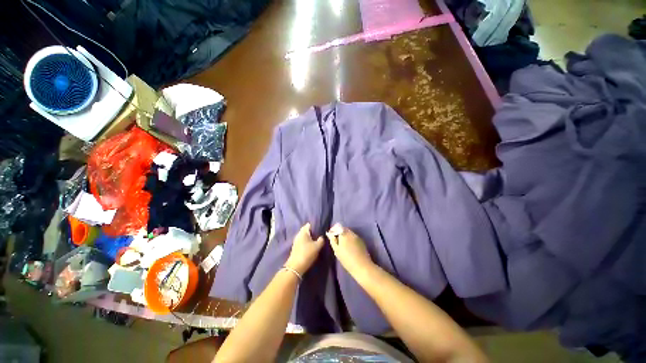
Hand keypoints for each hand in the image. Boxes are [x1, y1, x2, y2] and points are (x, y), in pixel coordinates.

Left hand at [285, 223, 323, 274]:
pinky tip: (311, 246)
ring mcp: (296, 241)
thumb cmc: (307, 253)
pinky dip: (307, 242)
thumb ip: (321, 240)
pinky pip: (302, 242)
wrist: (295, 267)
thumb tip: (321, 237)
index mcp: (303, 232)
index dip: (315, 225)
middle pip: (306, 231)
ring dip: (310, 238)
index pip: (309, 225)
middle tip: (319, 234)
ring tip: (316, 240)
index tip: (320, 228)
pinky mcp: (295, 247)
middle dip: (312, 232)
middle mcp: (298, 235)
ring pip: (304, 237)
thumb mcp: (317, 247)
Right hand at [327, 224, 374, 278]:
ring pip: (349, 232)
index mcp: (344, 234)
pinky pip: (353, 236)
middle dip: (339, 232)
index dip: (333, 230)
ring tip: (342, 244)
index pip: (337, 226)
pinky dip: (349, 238)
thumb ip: (332, 240)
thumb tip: (329, 234)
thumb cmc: (347, 259)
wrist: (362, 266)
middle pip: (343, 229)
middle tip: (335, 240)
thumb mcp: (336, 250)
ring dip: (344, 235)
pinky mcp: (361, 241)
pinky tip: (349, 246)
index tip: (330, 235)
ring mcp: (357, 236)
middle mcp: (351, 233)